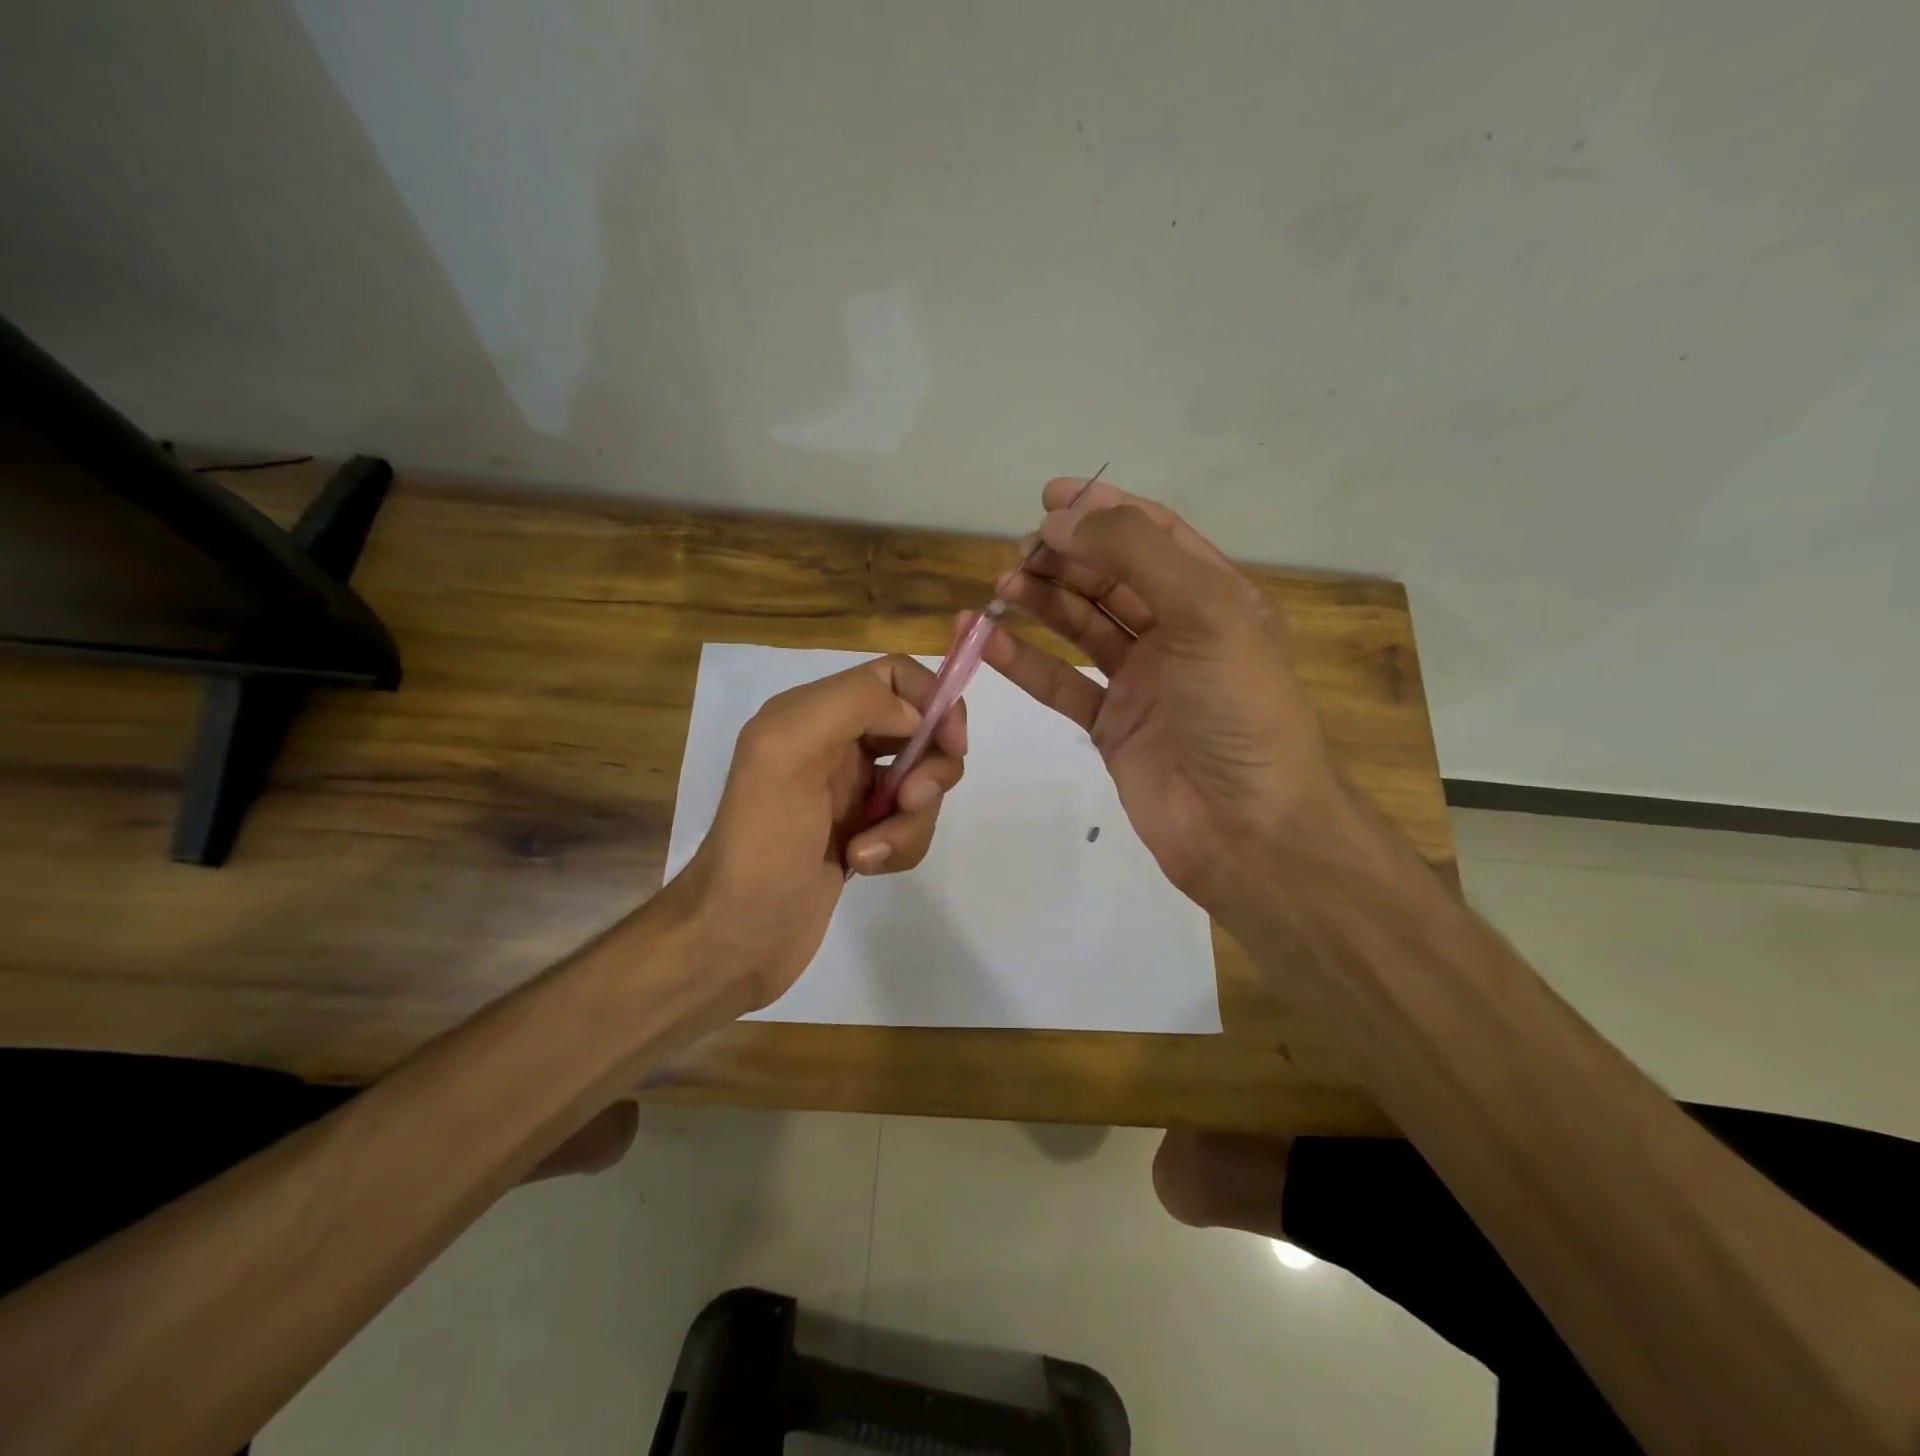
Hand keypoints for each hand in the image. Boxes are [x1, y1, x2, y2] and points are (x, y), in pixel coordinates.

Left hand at [668, 653, 966, 1011]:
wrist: (738, 936)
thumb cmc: (763, 841)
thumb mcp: (788, 751)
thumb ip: (852, 704)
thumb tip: (915, 716)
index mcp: (813, 712)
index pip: (894, 677)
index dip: (933, 700)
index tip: (951, 742)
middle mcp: (835, 745)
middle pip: (919, 731)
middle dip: (929, 768)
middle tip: (910, 799)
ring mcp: (849, 793)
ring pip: (920, 784)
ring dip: (910, 819)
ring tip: (869, 851)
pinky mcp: (862, 835)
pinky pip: (909, 826)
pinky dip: (899, 846)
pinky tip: (863, 867)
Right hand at [980, 477, 1343, 922]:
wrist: (1246, 827)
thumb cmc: (1237, 709)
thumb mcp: (1206, 612)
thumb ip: (1135, 556)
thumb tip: (1061, 522)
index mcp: (1214, 596)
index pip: (1153, 535)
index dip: (1103, 510)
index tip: (1048, 499)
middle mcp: (1177, 632)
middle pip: (1110, 577)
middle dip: (1064, 558)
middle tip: (1018, 555)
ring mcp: (1142, 680)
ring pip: (1082, 626)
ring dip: (1041, 603)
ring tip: (1000, 589)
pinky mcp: (1112, 725)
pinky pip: (1062, 683)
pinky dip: (1027, 663)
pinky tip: (992, 643)